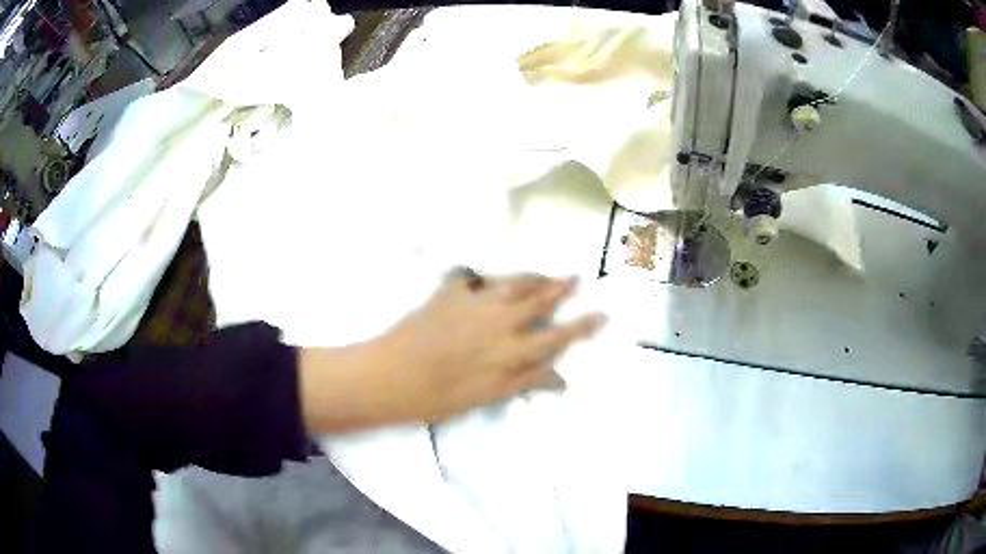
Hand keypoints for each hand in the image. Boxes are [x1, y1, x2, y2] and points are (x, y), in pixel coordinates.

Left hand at [299, 273, 606, 432]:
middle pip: (538, 299)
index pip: (558, 336)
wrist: (394, 375)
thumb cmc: (441, 396)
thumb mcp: (489, 395)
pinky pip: (470, 277)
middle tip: (575, 277)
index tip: (601, 314)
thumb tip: (561, 379)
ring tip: (542, 273)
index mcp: (512, 350)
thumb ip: (526, 381)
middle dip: (560, 288)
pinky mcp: (450, 292)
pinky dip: (479, 276)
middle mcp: (500, 320)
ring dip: (531, 277)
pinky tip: (480, 276)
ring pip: (512, 283)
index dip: (582, 325)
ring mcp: (475, 302)